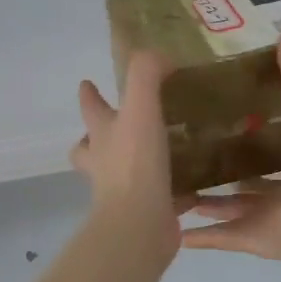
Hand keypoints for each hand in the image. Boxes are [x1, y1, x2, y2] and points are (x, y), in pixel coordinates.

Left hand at [70, 52, 182, 268]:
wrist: (139, 224)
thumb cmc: (135, 162)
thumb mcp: (140, 106)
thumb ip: (146, 74)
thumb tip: (160, 57)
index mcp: (102, 135)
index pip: (90, 108)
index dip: (89, 94)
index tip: (86, 83)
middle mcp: (105, 162)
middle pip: (90, 146)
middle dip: (96, 136)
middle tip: (116, 125)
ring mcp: (121, 191)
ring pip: (122, 172)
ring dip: (136, 162)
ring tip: (163, 151)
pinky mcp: (147, 213)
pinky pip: (160, 198)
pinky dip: (173, 192)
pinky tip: (194, 187)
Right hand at [182, 26, 280, 267]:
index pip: (275, 139)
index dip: (252, 125)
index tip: (221, 106)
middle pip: (251, 176)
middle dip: (224, 164)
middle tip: (186, 144)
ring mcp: (272, 218)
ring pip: (232, 207)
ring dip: (207, 199)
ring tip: (173, 181)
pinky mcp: (256, 241)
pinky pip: (224, 236)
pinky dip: (201, 235)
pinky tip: (173, 226)